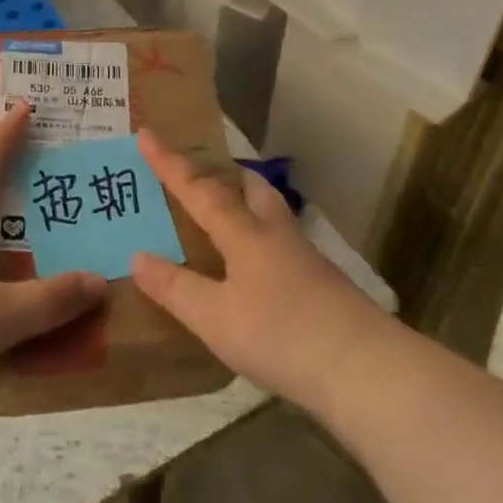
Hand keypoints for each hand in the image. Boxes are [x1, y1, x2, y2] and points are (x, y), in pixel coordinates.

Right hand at [130, 132, 388, 417]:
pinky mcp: (322, 281)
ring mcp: (304, 256)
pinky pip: (280, 240)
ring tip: (223, 213)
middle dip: (221, 173)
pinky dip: (259, 235)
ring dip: (244, 200)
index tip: (146, 133)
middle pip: (249, 186)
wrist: (365, 369)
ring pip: (269, 210)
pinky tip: (254, 264)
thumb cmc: (281, 336)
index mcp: (245, 233)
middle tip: (197, 173)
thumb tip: (138, 257)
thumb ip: (175, 287)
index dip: (169, 163)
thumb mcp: (215, 319)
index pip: (198, 189)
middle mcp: (275, 233)